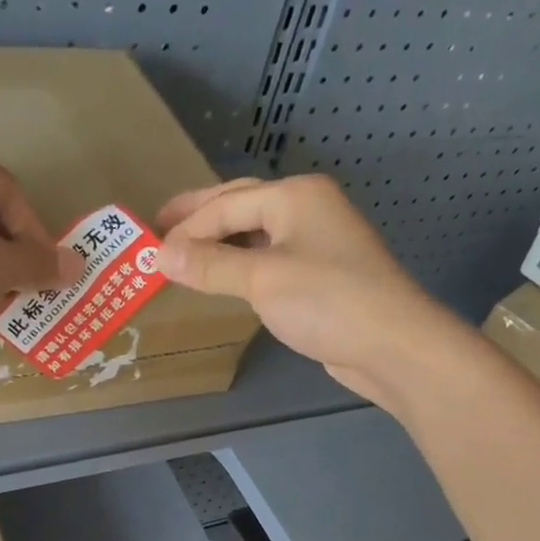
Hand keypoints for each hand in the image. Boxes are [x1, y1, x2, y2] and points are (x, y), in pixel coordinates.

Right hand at [155, 175, 462, 408]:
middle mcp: (306, 210)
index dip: (186, 225)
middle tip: (159, 229)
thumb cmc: (326, 301)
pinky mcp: (320, 276)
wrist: (390, 344)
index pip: (227, 203)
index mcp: (294, 196)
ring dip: (220, 243)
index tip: (149, 246)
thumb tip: (160, 254)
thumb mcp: (262, 279)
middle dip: (200, 218)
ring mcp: (316, 243)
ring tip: (184, 255)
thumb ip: (210, 265)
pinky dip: (241, 265)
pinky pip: (269, 260)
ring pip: (256, 235)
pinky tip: (224, 278)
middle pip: (241, 207)